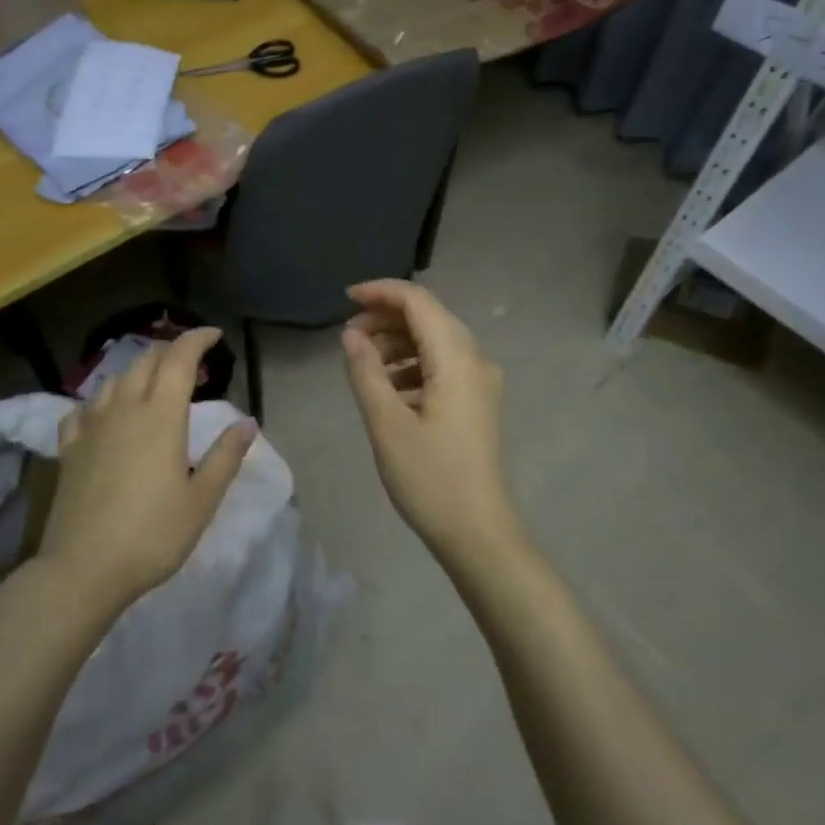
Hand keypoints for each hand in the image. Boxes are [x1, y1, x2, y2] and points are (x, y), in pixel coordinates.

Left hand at [37, 327, 256, 617]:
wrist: (82, 569)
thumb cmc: (152, 535)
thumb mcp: (201, 500)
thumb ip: (225, 457)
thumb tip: (248, 423)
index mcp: (161, 416)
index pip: (179, 359)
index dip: (197, 340)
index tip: (215, 336)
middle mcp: (124, 409)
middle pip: (145, 361)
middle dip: (170, 351)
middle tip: (191, 361)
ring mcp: (91, 426)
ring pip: (113, 379)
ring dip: (138, 370)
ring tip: (153, 382)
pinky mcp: (69, 448)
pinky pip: (83, 408)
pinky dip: (101, 400)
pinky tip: (105, 413)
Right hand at [341, 280, 524, 567]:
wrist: (477, 531)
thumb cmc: (430, 478)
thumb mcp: (387, 424)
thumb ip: (366, 372)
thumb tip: (351, 335)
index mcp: (456, 359)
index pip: (418, 302)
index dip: (381, 293)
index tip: (344, 300)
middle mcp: (475, 360)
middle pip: (429, 317)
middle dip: (386, 318)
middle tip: (348, 337)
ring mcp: (480, 382)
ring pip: (436, 341)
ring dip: (398, 342)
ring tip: (363, 362)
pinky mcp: (477, 402)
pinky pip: (443, 365)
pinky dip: (413, 364)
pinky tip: (388, 387)